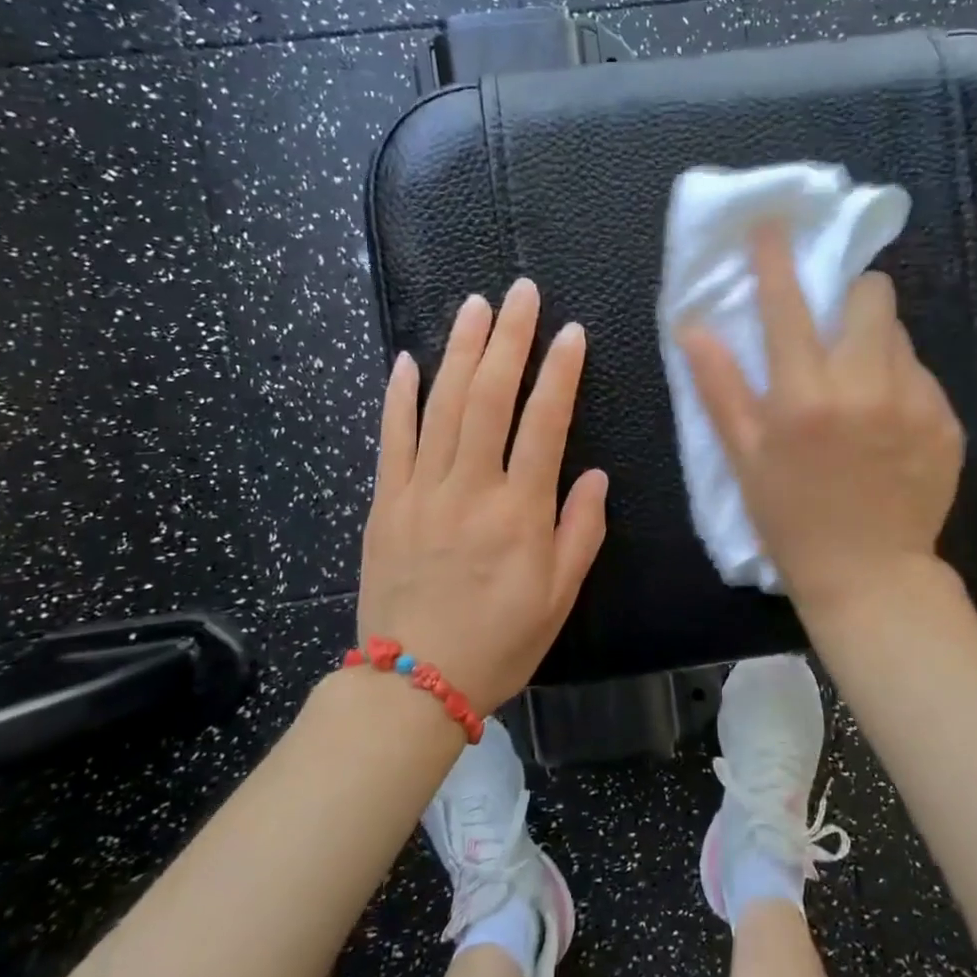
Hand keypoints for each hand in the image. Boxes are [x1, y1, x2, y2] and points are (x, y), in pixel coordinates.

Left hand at [357, 279, 608, 711]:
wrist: (413, 683)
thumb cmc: (500, 642)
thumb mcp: (560, 596)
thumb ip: (580, 531)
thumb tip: (593, 474)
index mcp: (520, 512)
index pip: (543, 423)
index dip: (559, 372)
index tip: (571, 332)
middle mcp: (470, 488)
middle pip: (488, 397)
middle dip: (508, 338)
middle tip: (520, 293)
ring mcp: (420, 491)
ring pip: (440, 405)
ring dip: (459, 350)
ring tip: (474, 305)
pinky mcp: (384, 502)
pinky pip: (391, 438)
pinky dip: (398, 395)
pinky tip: (406, 357)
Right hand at [679, 221, 964, 617]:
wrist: (870, 576)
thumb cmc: (791, 519)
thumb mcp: (745, 458)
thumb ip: (720, 387)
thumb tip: (692, 327)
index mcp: (805, 396)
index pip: (787, 305)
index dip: (776, 257)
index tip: (773, 223)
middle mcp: (865, 387)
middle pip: (871, 296)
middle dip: (850, 297)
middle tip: (834, 330)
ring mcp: (916, 402)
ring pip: (899, 334)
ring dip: (874, 343)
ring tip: (860, 387)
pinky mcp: (948, 421)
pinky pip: (922, 375)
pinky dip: (900, 383)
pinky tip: (887, 426)